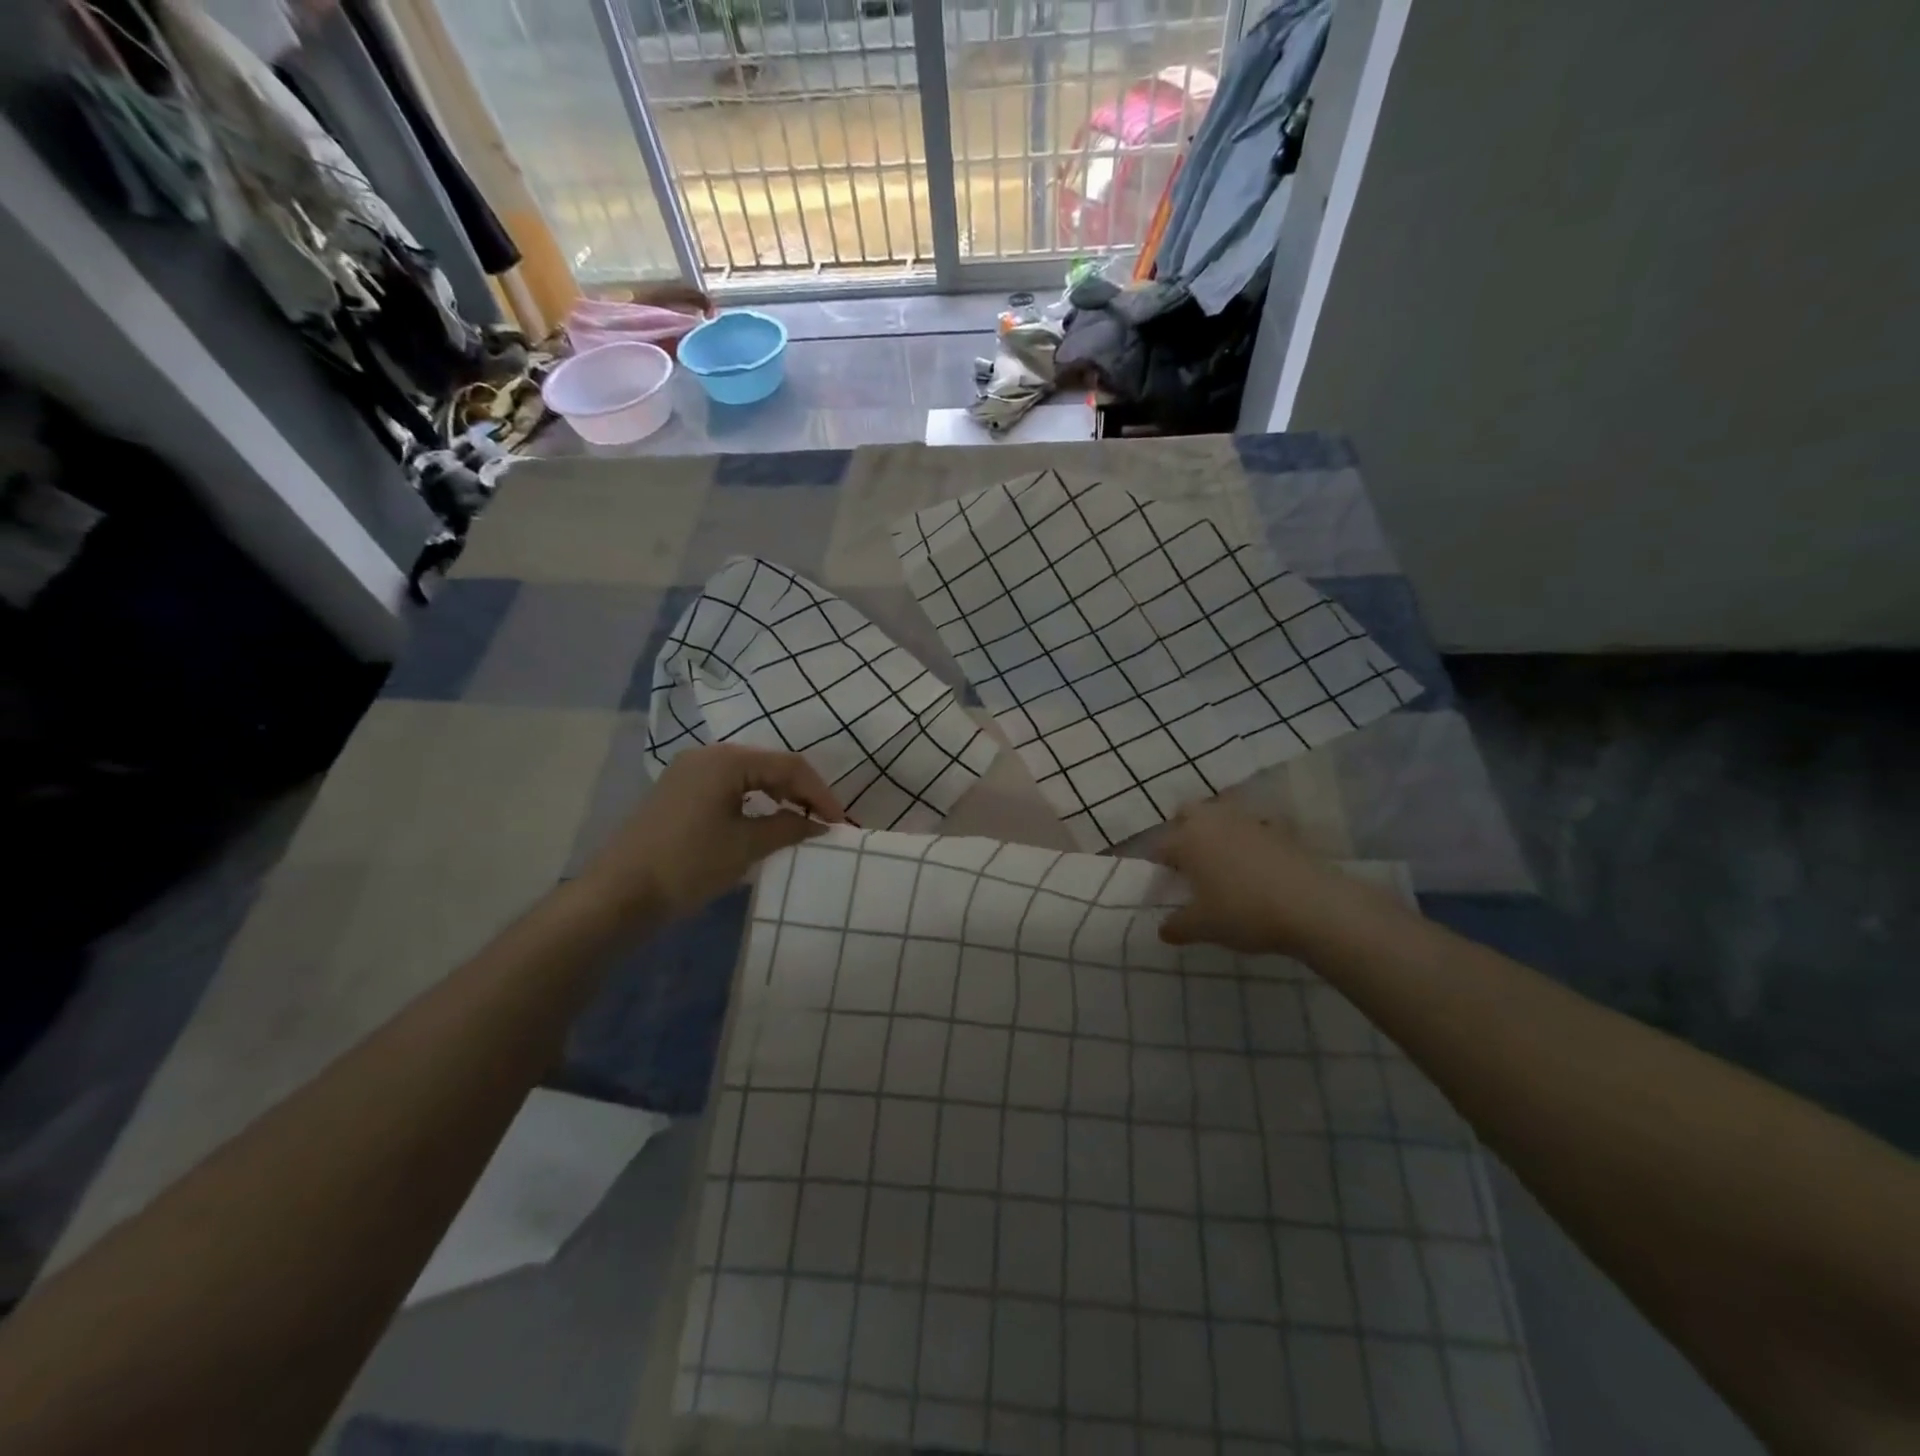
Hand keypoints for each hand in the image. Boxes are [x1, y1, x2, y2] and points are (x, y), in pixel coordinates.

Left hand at [580, 744, 843, 923]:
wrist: (617, 895)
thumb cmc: (687, 864)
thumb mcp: (746, 847)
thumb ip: (788, 828)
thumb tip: (819, 824)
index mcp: (726, 760)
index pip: (789, 766)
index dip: (819, 793)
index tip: (839, 822)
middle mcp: (707, 756)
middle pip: (769, 765)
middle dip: (800, 792)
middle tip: (823, 821)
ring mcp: (688, 773)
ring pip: (749, 776)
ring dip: (778, 796)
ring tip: (800, 822)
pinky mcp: (679, 793)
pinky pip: (728, 788)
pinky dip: (753, 802)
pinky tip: (763, 822)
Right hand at [1155, 798, 1345, 954]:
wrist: (1312, 905)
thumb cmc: (1244, 912)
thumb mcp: (1204, 927)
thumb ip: (1177, 927)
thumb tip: (1163, 930)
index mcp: (1186, 840)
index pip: (1159, 845)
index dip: (1157, 864)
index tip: (1163, 883)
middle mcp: (1213, 821)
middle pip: (1188, 812)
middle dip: (1183, 829)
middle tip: (1188, 861)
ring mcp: (1248, 820)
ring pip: (1222, 812)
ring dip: (1217, 829)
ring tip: (1223, 859)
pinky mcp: (1279, 828)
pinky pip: (1256, 825)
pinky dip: (1252, 836)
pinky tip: (1258, 859)